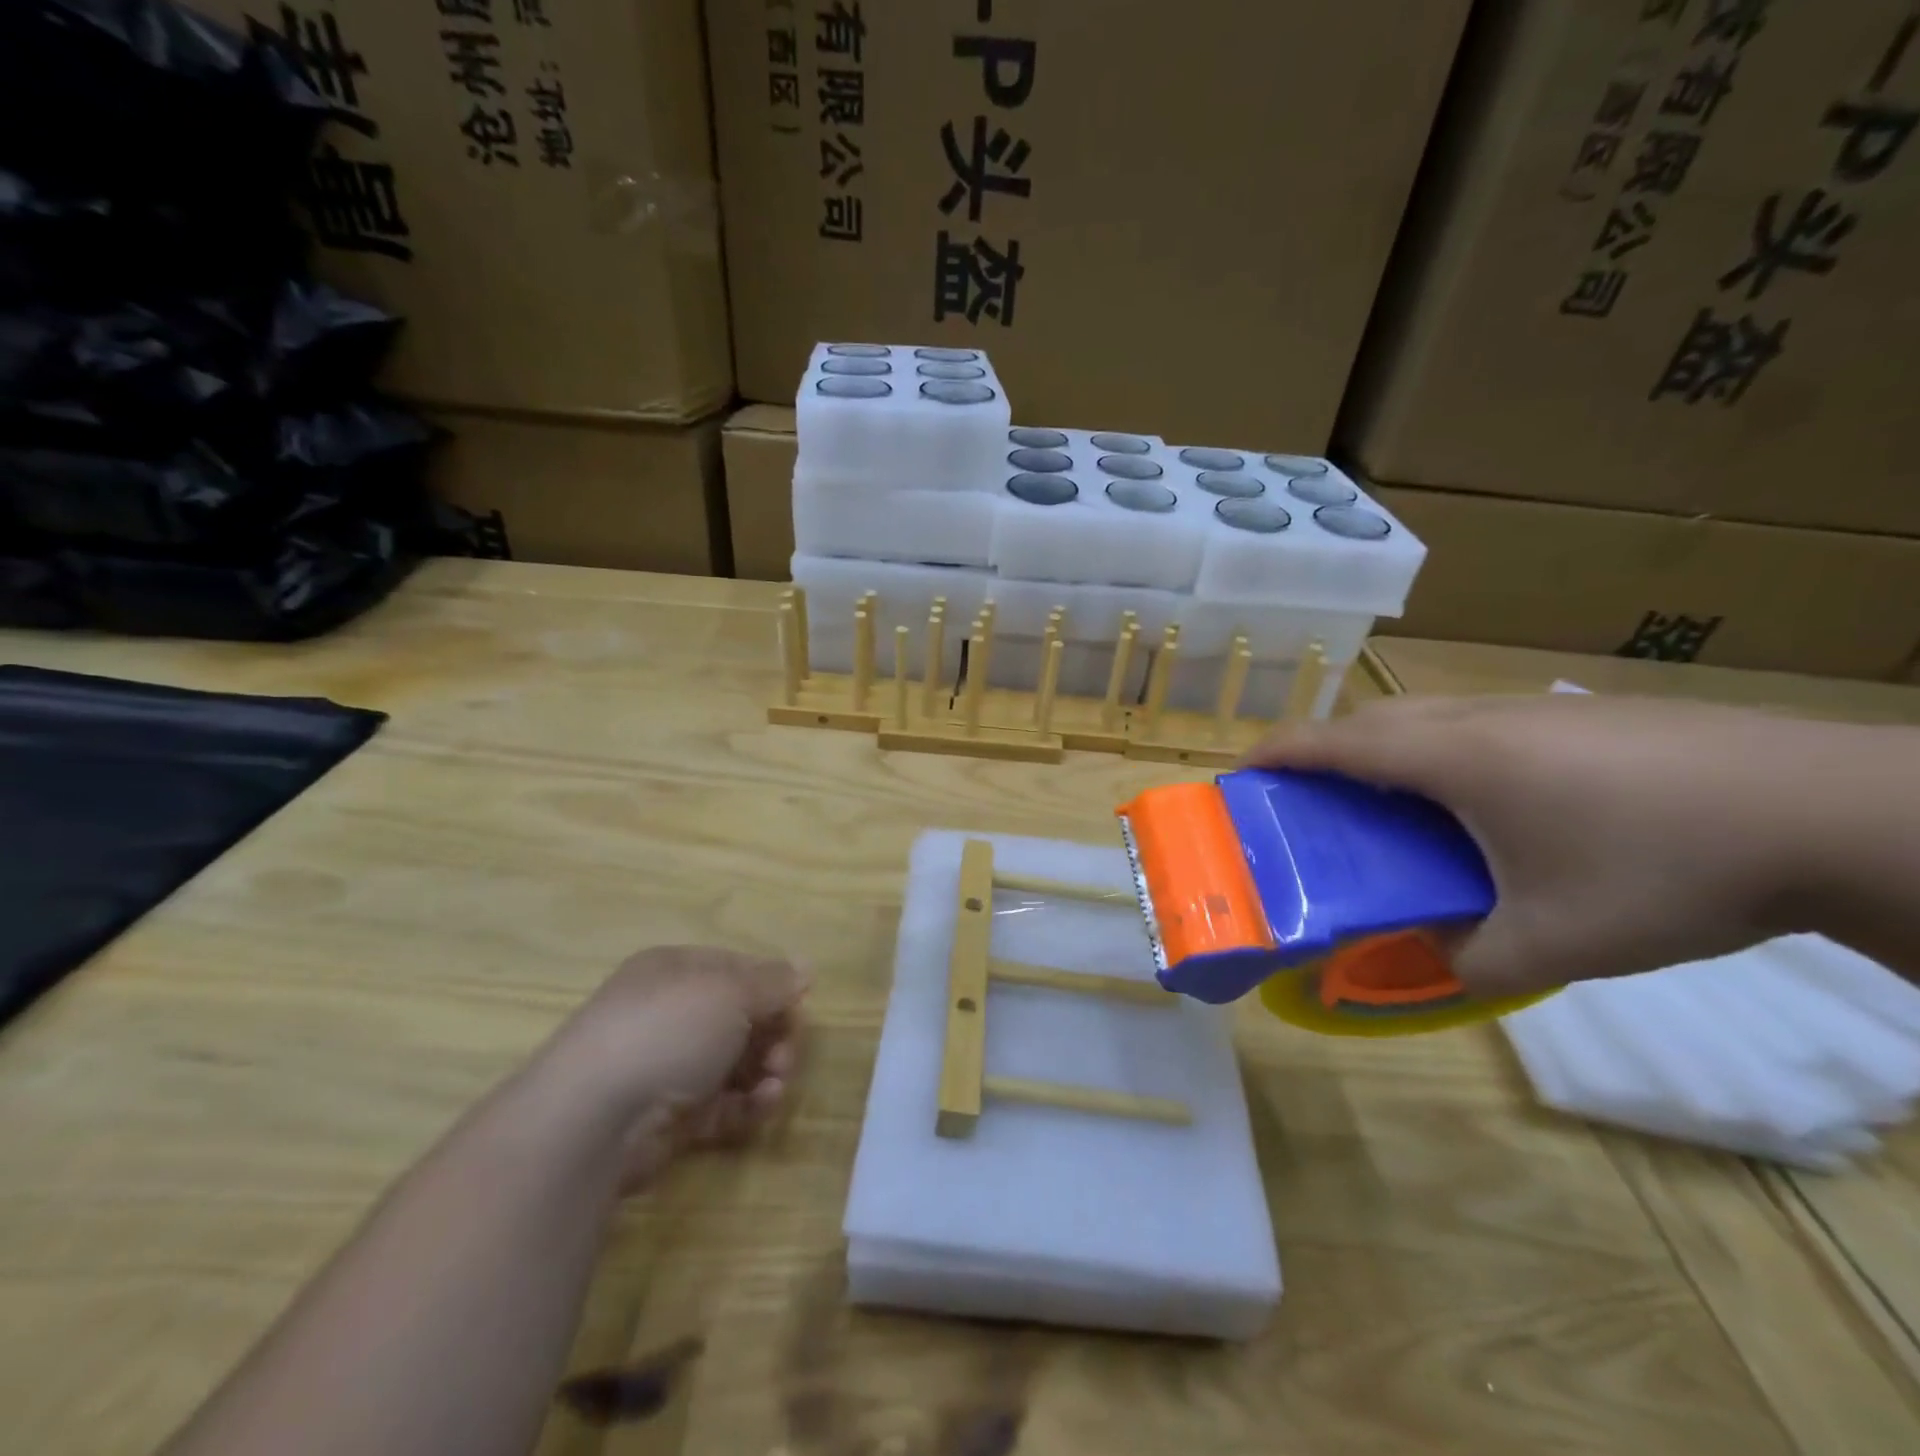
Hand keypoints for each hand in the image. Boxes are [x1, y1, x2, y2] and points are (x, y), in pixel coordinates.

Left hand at [534, 946, 806, 1191]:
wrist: (594, 1118)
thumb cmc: (668, 1030)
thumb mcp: (731, 992)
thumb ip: (774, 982)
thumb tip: (806, 967)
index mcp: (678, 971)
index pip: (740, 971)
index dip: (774, 988)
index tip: (798, 1009)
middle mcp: (672, 1014)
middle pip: (743, 1018)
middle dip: (775, 1035)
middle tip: (786, 1056)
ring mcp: (670, 1067)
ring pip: (737, 1063)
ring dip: (767, 1071)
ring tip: (775, 1085)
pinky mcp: (672, 1117)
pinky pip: (724, 1105)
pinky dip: (748, 1105)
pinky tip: (762, 1106)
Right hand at [1245, 695, 1846, 997]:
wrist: (1832, 812)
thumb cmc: (1663, 870)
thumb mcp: (1556, 941)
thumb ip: (1470, 962)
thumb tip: (1426, 966)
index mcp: (1454, 760)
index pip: (1337, 743)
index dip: (1280, 753)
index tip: (1242, 772)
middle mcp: (1479, 721)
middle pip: (1372, 721)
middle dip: (1323, 750)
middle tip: (1307, 796)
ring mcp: (1534, 710)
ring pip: (1426, 716)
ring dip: (1383, 747)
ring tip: (1385, 799)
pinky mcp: (1582, 715)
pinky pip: (1476, 723)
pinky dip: (1440, 750)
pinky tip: (1483, 798)